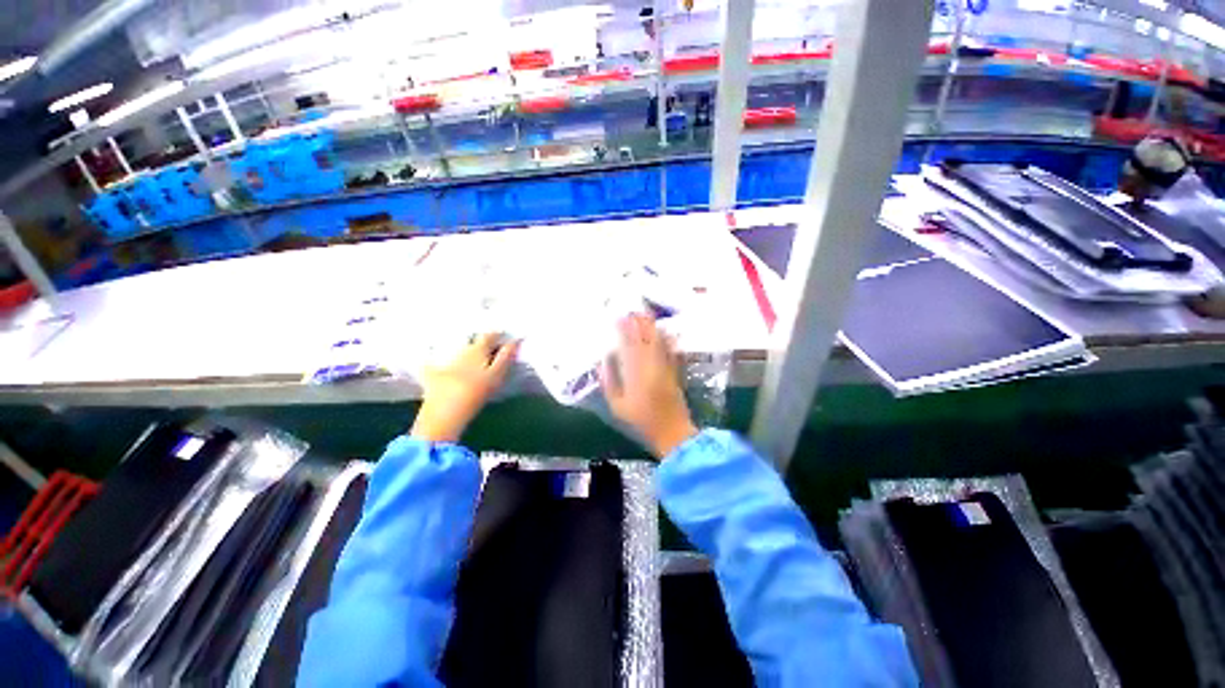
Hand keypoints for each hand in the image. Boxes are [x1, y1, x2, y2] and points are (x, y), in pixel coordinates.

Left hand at [411, 333, 519, 442]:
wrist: (444, 413)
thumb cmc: (476, 393)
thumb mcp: (497, 375)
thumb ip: (507, 356)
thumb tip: (516, 340)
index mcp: (477, 350)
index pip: (489, 335)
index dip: (498, 333)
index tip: (504, 335)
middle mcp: (459, 351)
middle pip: (470, 340)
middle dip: (478, 339)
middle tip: (487, 344)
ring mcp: (443, 362)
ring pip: (453, 349)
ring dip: (461, 348)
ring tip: (469, 353)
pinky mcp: (430, 375)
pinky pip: (431, 362)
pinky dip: (434, 360)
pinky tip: (433, 361)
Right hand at [600, 314, 697, 458]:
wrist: (671, 431)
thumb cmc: (640, 420)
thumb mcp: (617, 405)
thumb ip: (609, 381)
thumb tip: (603, 360)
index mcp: (635, 372)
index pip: (628, 344)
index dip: (624, 329)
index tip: (618, 317)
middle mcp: (651, 364)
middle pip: (645, 337)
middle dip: (639, 322)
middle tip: (632, 310)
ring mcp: (665, 366)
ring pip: (658, 340)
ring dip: (651, 326)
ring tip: (645, 314)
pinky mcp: (675, 370)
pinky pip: (670, 349)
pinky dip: (666, 338)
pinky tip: (663, 330)